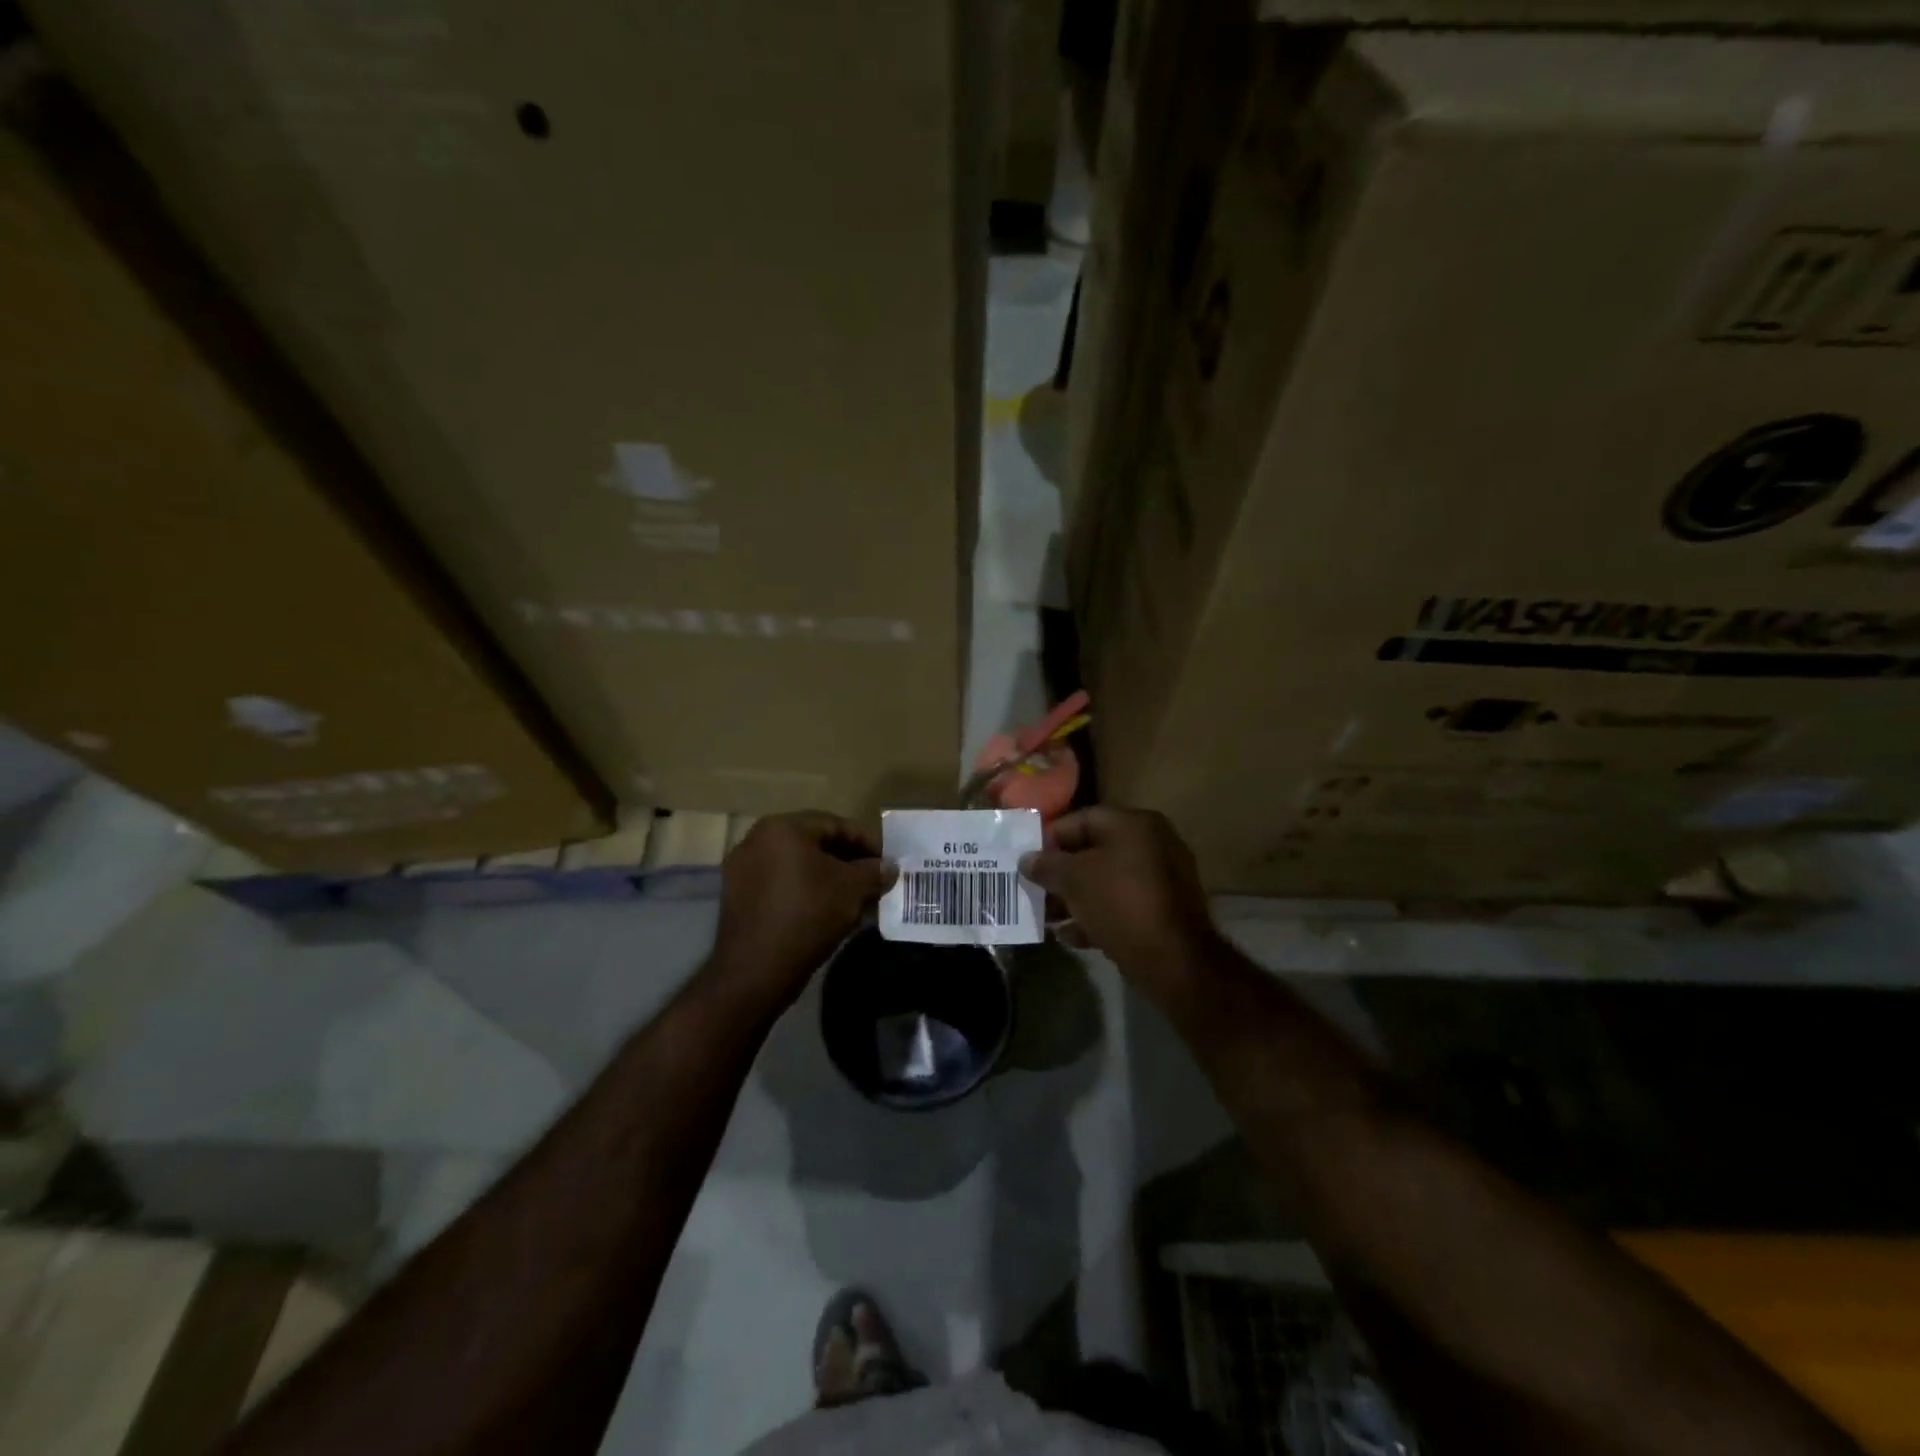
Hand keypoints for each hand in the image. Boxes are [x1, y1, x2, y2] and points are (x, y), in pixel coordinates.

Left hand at [708, 811, 895, 1007]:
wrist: (755, 970)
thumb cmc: (808, 915)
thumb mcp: (852, 890)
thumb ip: (874, 872)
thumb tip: (889, 868)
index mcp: (783, 827)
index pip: (835, 825)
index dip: (867, 842)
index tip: (887, 862)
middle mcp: (757, 839)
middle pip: (815, 844)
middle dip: (849, 862)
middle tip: (874, 880)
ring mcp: (743, 869)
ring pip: (798, 866)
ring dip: (829, 878)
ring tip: (856, 899)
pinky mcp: (738, 896)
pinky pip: (781, 884)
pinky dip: (806, 891)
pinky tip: (829, 911)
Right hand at [1020, 808, 1220, 996]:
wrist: (1174, 960)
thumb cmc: (1120, 903)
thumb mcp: (1074, 880)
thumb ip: (1047, 865)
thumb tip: (1027, 859)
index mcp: (1134, 824)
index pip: (1082, 819)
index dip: (1050, 837)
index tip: (1027, 859)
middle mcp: (1152, 844)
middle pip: (1094, 852)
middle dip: (1061, 873)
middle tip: (1034, 889)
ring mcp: (1161, 879)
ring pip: (1106, 881)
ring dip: (1074, 898)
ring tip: (1047, 917)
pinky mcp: (1163, 912)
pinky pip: (1121, 905)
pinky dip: (1096, 916)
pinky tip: (1069, 936)